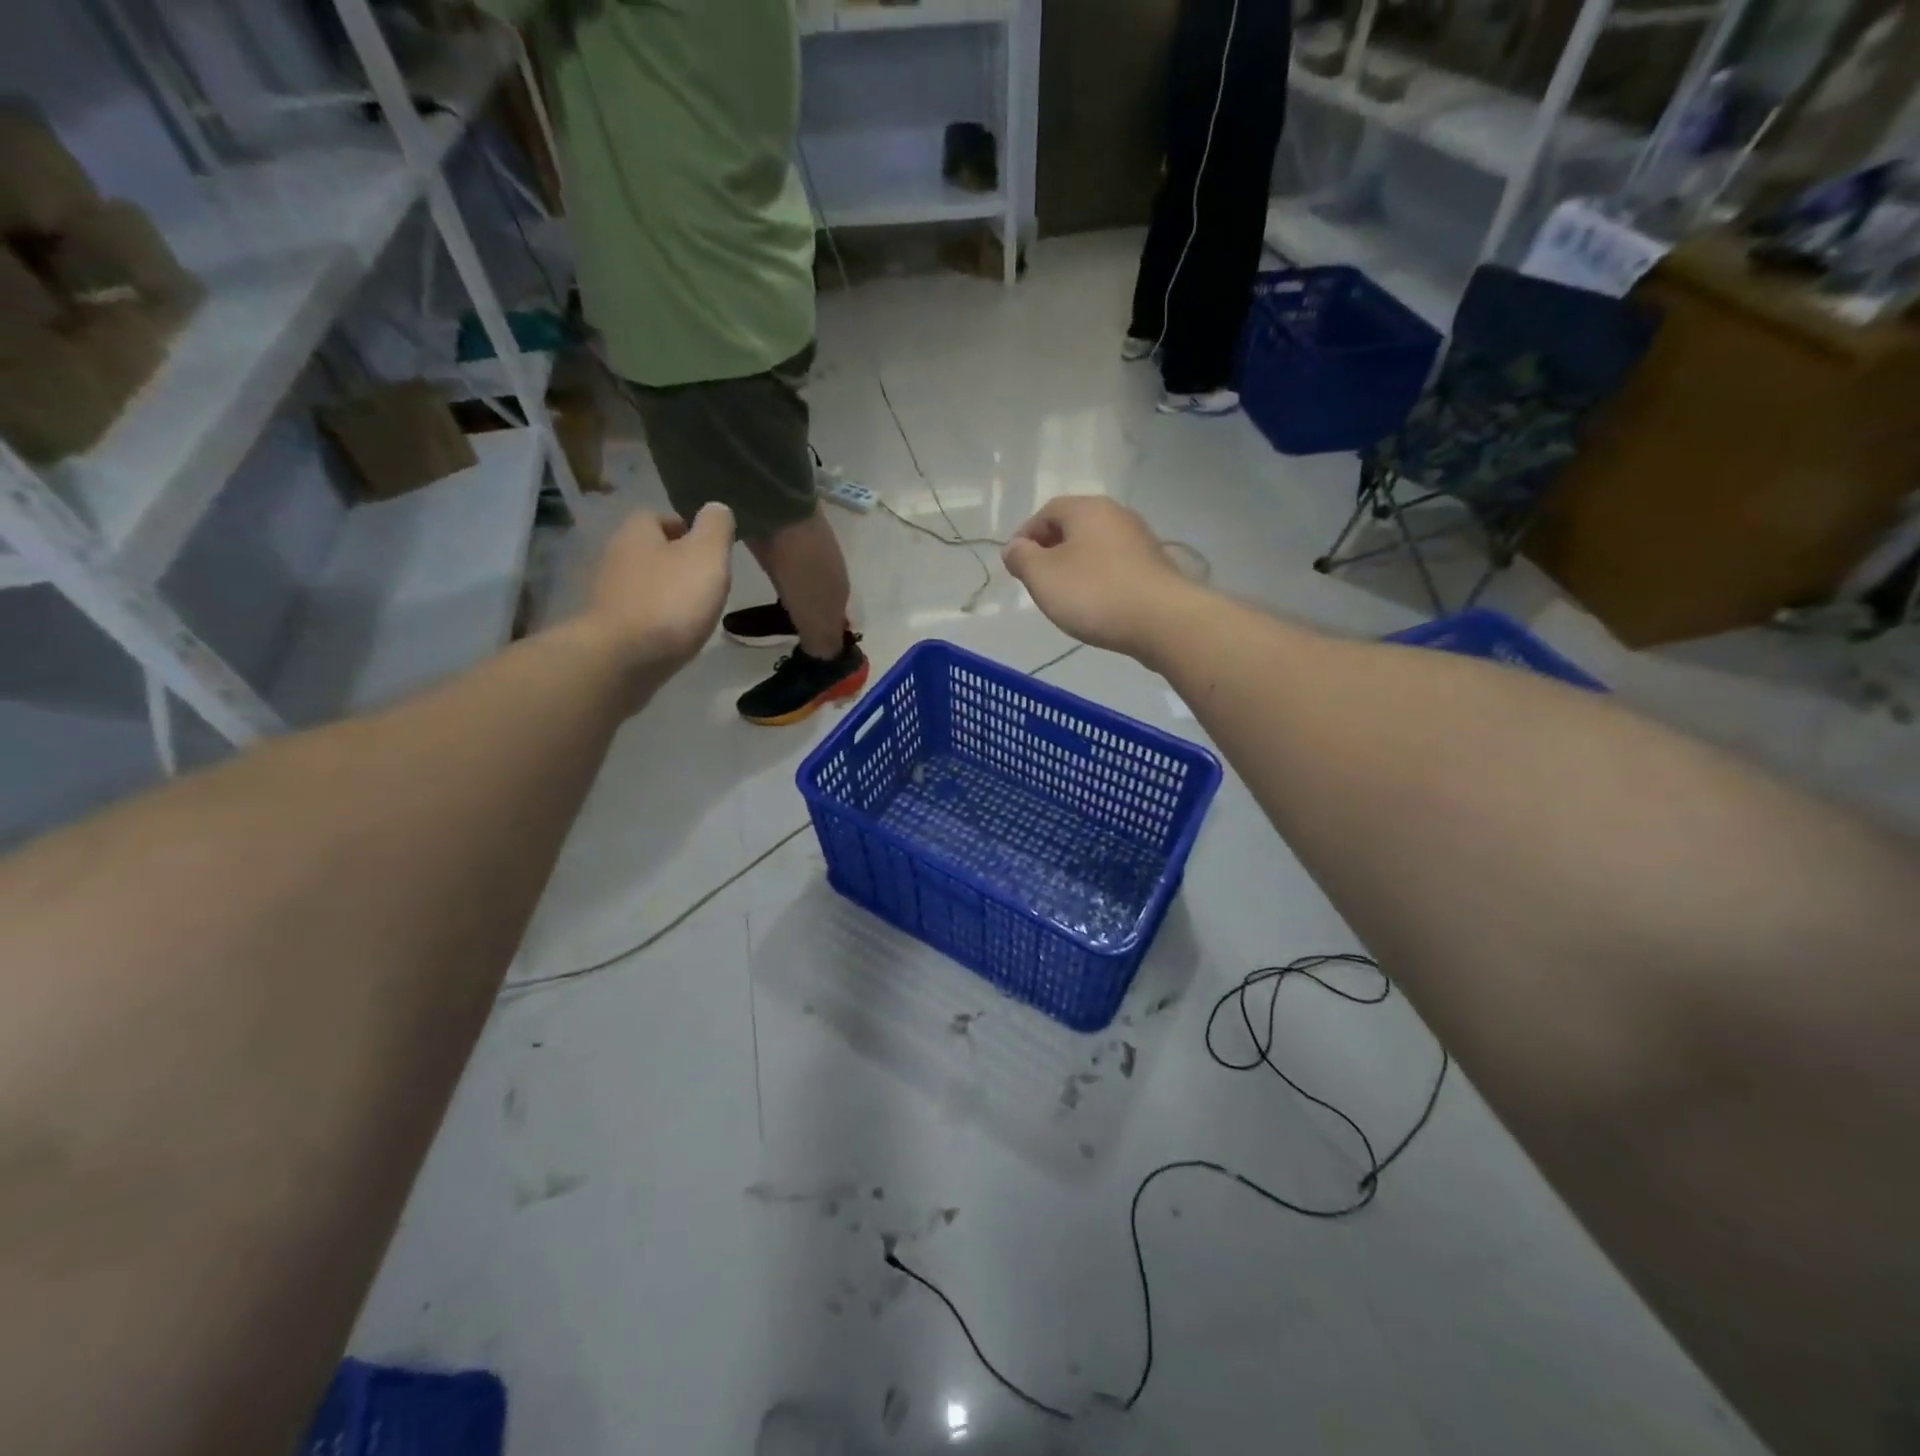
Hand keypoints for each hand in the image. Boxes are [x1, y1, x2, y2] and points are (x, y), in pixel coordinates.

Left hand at [584, 505, 735, 674]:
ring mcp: (608, 593)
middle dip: (678, 562)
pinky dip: (658, 619)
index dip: (688, 528)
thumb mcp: (707, 555)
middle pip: (652, 550)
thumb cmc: (670, 600)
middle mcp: (615, 555)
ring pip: (645, 583)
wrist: (623, 659)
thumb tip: (716, 508)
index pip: (660, 515)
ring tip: (696, 611)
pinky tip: (675, 634)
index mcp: (637, 531)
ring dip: (668, 593)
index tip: (711, 550)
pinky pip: (639, 614)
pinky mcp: (608, 627)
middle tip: (708, 582)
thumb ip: (716, 527)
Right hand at [1002, 496, 1196, 659]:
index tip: (1016, 566)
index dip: (1026, 536)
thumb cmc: (1094, 593)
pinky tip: (1097, 604)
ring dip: (1076, 566)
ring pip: (1095, 547)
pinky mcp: (1155, 566)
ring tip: (1066, 596)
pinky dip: (1099, 579)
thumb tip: (1015, 547)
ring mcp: (1140, 539)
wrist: (1163, 620)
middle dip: (1051, 551)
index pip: (1046, 512)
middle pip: (1073, 527)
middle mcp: (1116, 514)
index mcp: (1086, 508)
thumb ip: (1021, 558)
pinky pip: (1116, 566)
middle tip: (1038, 582)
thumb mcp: (1042, 576)